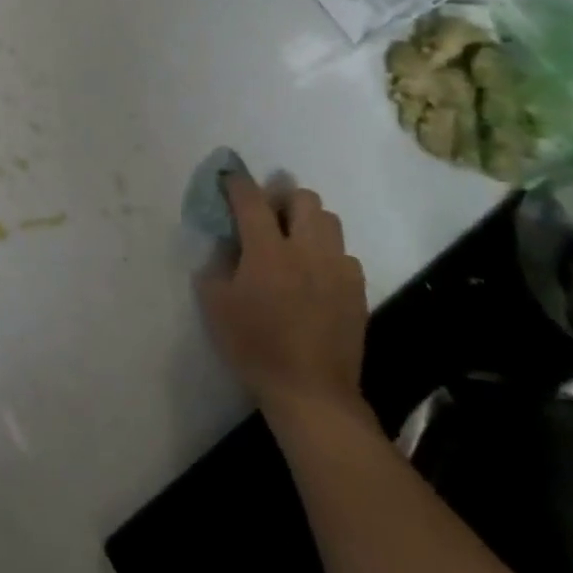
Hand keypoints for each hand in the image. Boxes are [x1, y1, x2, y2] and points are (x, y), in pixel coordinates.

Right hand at [198, 174, 370, 428]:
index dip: (237, 183)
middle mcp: (307, 250)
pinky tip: (314, 275)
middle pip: (303, 198)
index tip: (228, 180)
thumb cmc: (254, 346)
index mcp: (268, 251)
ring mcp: (338, 269)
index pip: (251, 199)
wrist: (311, 392)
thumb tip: (226, 244)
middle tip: (266, 215)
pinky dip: (327, 254)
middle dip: (282, 197)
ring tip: (292, 241)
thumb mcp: (215, 304)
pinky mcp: (357, 290)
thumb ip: (217, 264)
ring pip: (329, 221)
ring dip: (308, 221)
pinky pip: (344, 255)